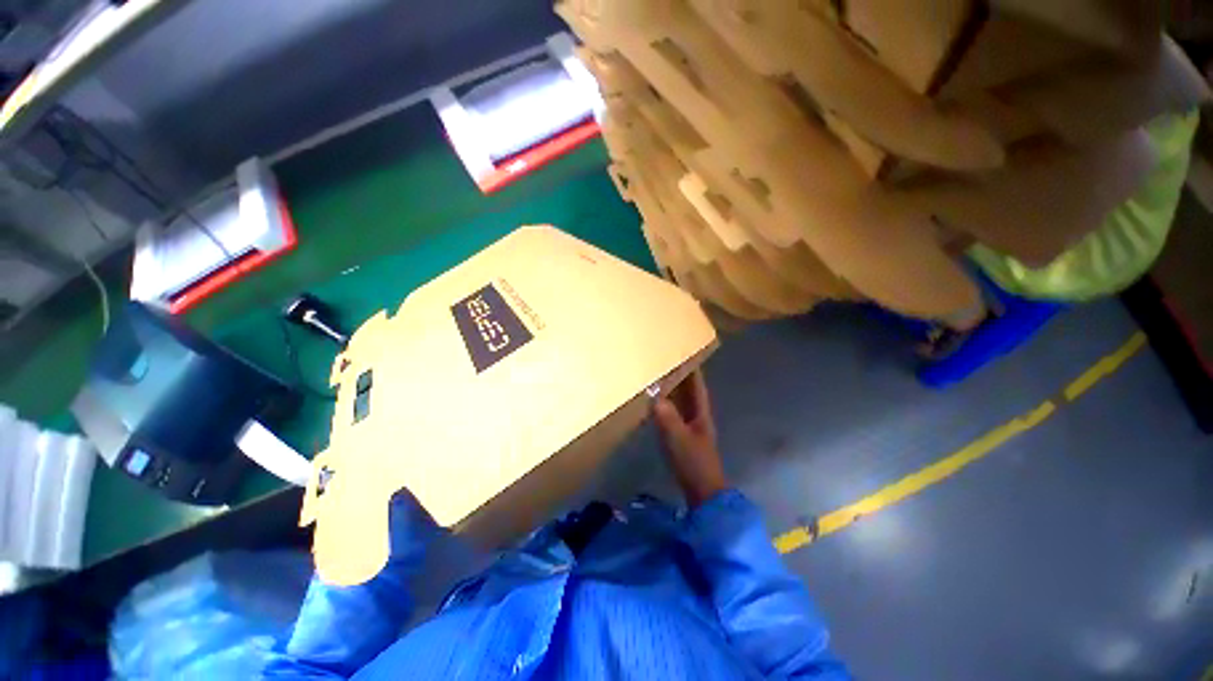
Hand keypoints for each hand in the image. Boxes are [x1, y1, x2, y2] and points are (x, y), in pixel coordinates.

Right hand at [653, 371, 728, 506]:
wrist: (703, 492)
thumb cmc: (693, 463)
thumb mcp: (678, 439)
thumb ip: (667, 417)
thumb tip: (655, 397)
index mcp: (700, 414)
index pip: (697, 387)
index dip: (693, 371)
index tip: (687, 354)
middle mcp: (697, 418)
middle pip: (690, 393)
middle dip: (682, 378)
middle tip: (669, 363)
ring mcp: (691, 429)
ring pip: (682, 404)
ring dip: (674, 392)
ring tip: (661, 379)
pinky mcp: (684, 439)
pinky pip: (675, 416)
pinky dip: (667, 407)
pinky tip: (657, 406)